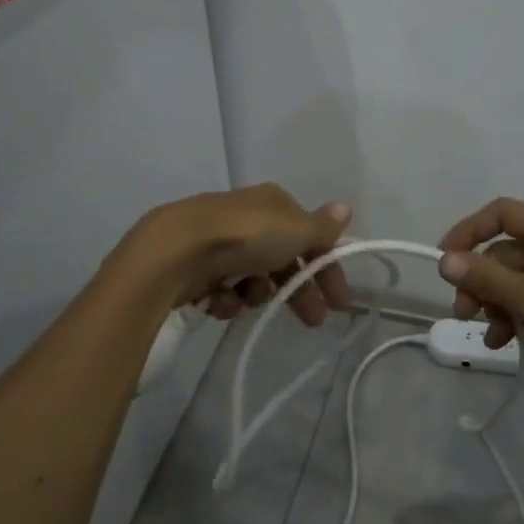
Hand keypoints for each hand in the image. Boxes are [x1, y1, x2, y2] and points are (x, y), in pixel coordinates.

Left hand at [133, 184, 352, 326]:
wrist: (177, 249)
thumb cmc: (246, 235)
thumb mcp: (295, 230)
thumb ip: (322, 227)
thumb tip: (346, 208)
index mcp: (274, 203)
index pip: (309, 235)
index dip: (327, 266)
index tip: (339, 301)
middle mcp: (249, 217)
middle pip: (283, 258)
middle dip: (299, 290)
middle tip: (313, 320)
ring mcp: (221, 241)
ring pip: (253, 276)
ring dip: (259, 293)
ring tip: (251, 302)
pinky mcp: (196, 265)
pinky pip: (223, 287)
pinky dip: (227, 298)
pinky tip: (222, 303)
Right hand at [437, 198, 523, 417]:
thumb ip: (489, 278)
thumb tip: (445, 259)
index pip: (502, 213)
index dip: (468, 231)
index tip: (444, 261)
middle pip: (506, 249)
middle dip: (480, 279)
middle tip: (463, 311)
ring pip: (516, 277)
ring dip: (496, 302)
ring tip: (488, 334)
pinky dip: (515, 314)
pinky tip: (505, 341)